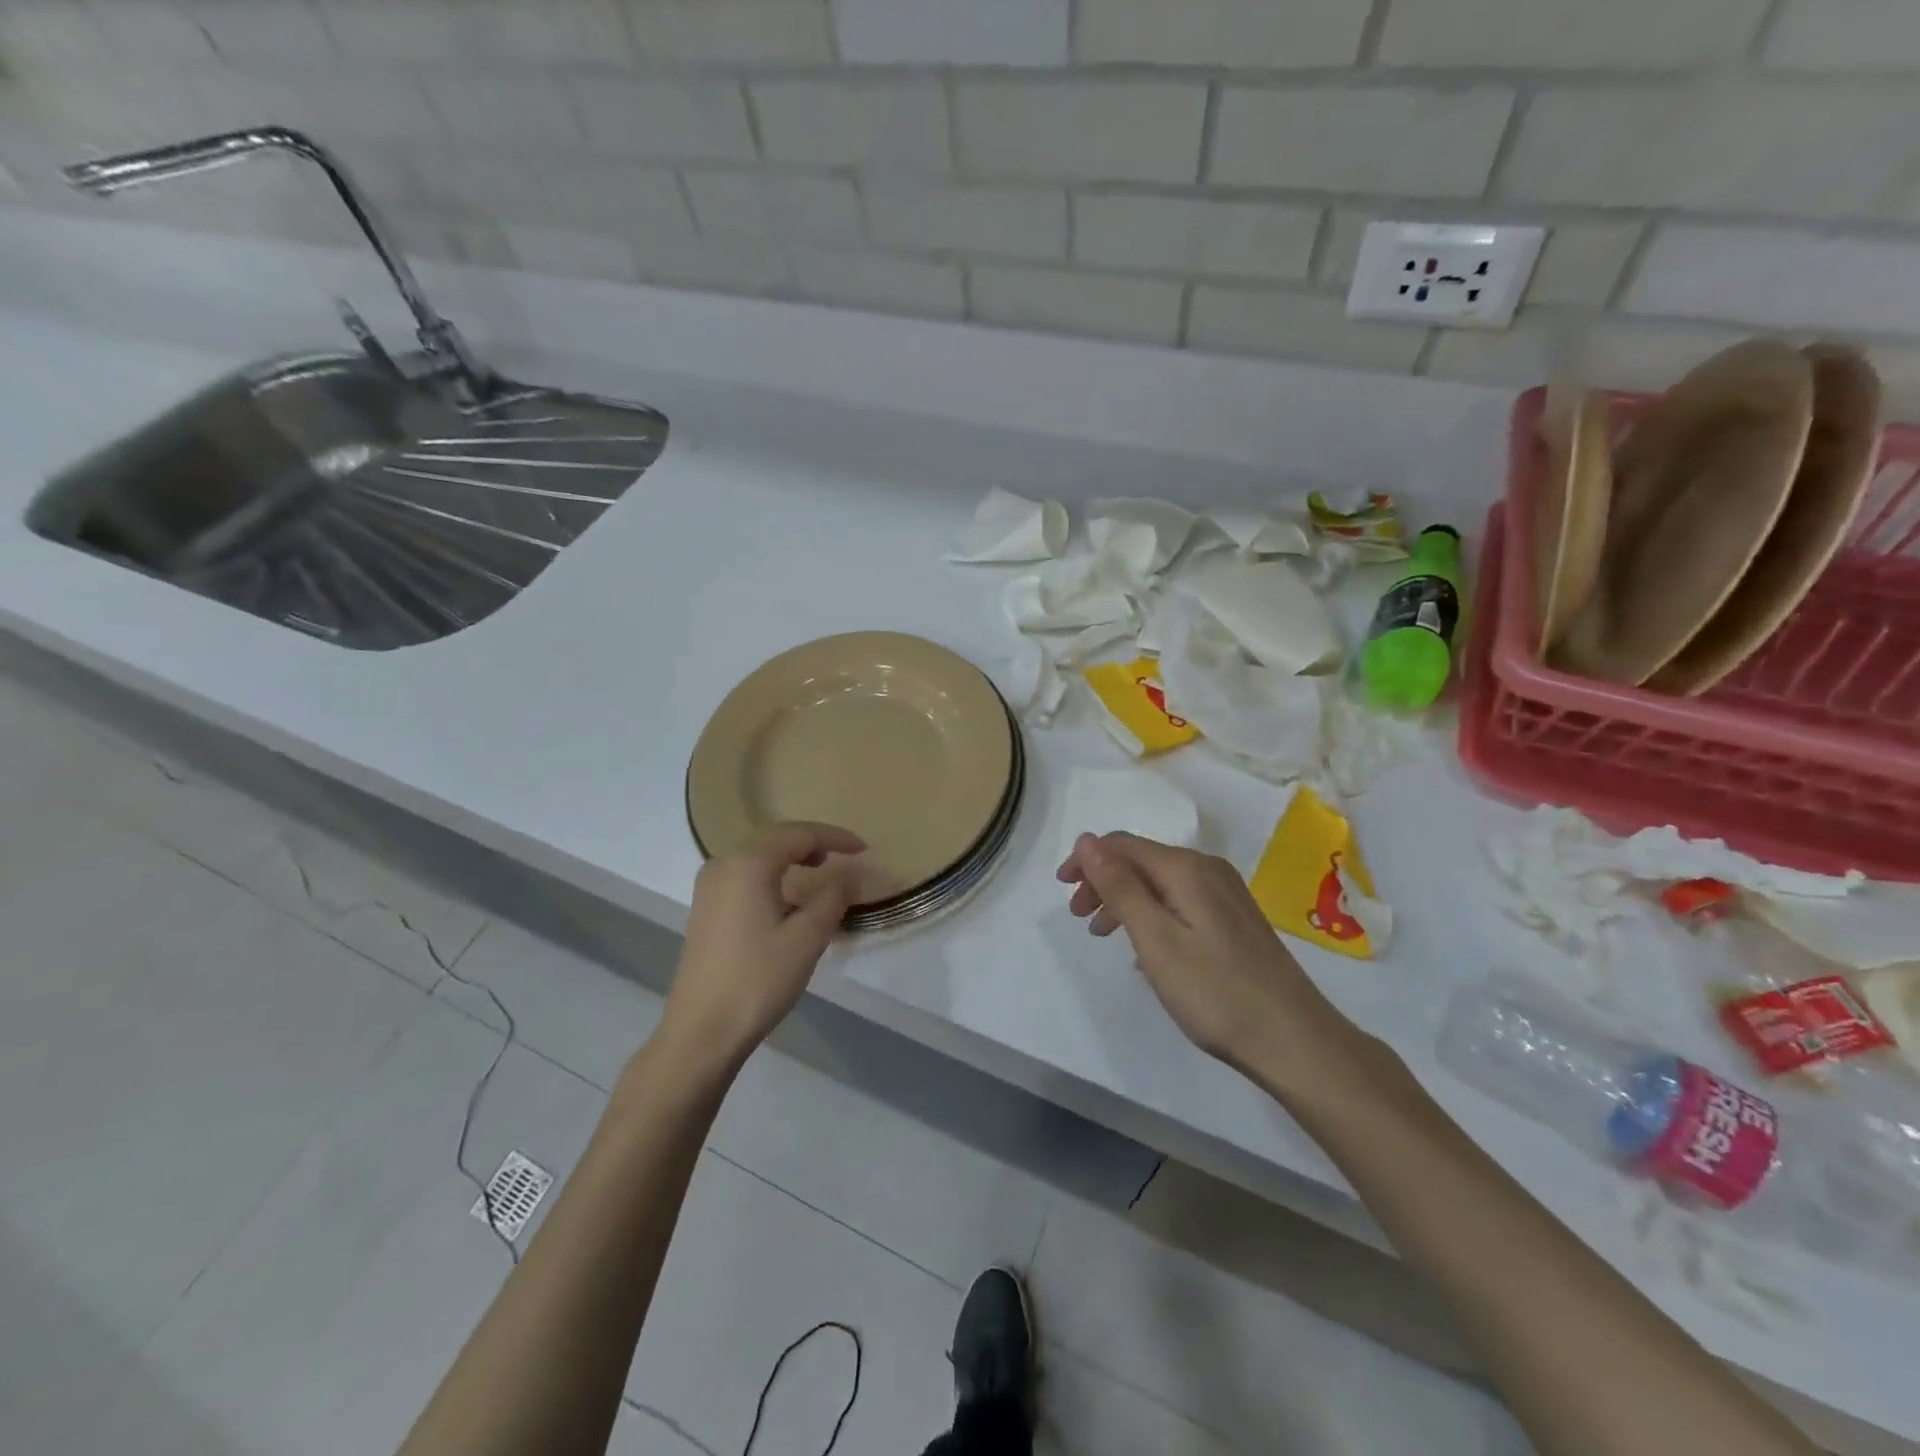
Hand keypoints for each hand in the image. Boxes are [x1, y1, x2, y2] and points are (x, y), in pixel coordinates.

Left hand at [662, 823, 865, 1069]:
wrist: (702, 1030)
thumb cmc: (759, 979)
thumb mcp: (808, 937)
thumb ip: (834, 896)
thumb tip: (851, 872)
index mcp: (749, 863)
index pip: (800, 834)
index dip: (835, 838)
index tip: (864, 849)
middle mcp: (724, 864)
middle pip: (776, 838)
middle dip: (813, 842)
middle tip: (845, 855)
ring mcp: (709, 886)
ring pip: (758, 856)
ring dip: (791, 857)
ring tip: (821, 869)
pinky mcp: (705, 908)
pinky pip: (745, 874)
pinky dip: (772, 874)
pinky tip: (787, 895)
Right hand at [1057, 832, 1344, 1074]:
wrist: (1295, 1041)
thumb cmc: (1216, 992)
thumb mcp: (1156, 939)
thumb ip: (1120, 887)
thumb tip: (1087, 840)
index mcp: (1187, 869)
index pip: (1123, 845)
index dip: (1087, 860)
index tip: (1061, 890)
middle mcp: (1208, 870)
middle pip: (1142, 860)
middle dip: (1103, 881)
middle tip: (1080, 918)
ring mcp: (1226, 895)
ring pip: (1160, 883)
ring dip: (1125, 900)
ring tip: (1104, 935)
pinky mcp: (1235, 921)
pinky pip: (1179, 902)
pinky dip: (1151, 915)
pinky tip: (1145, 950)